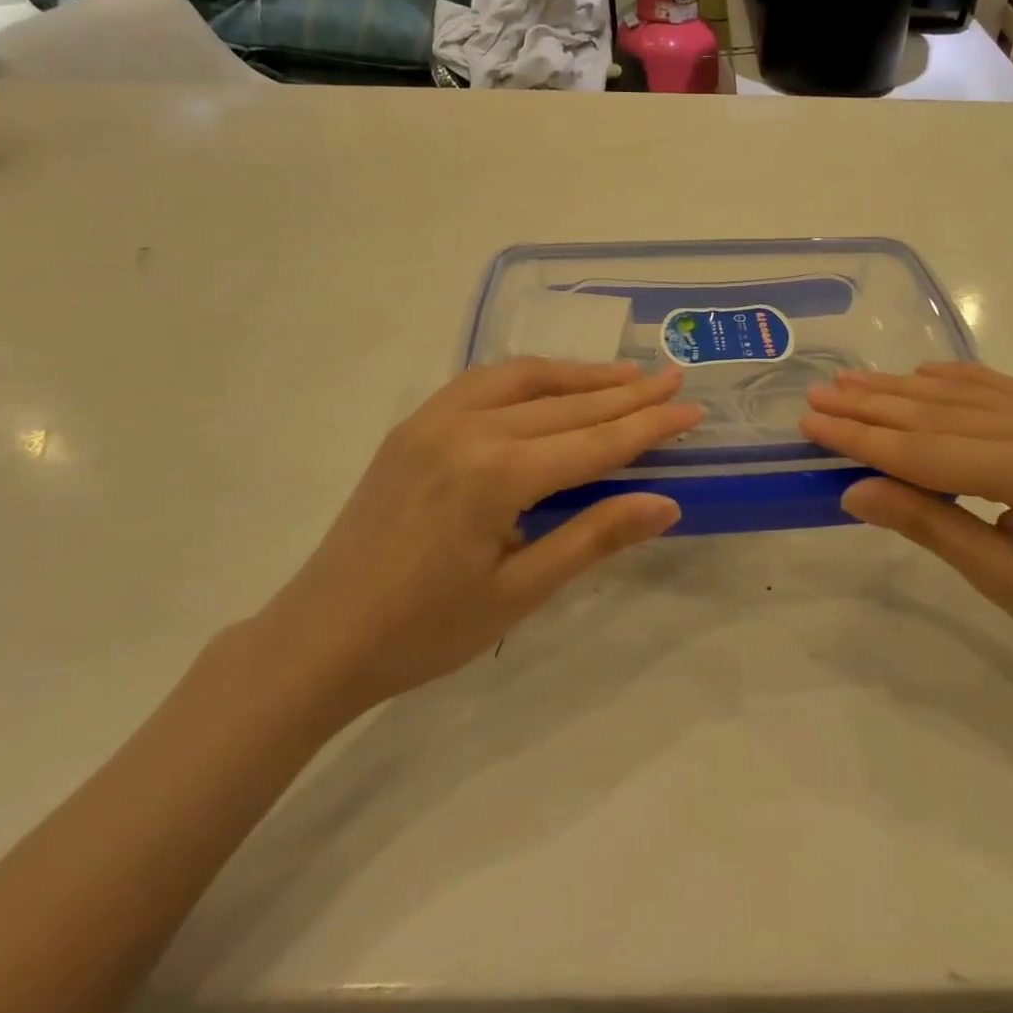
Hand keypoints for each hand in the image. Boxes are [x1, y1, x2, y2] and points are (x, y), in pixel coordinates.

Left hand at [255, 359, 702, 721]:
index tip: (692, 408)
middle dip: (626, 394)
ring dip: (580, 375)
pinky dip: (529, 376)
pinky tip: (550, 383)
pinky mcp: (414, 424)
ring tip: (626, 375)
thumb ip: (594, 537)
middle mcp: (467, 428)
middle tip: (673, 379)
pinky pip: (483, 382)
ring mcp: (434, 419)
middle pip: (566, 405)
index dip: (649, 427)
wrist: (320, 637)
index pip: (595, 442)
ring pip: (524, 379)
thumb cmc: (425, 630)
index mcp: (497, 474)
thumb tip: (666, 503)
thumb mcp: (520, 592)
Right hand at [802, 363, 1012, 699]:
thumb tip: (853, 490)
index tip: (811, 423)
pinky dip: (956, 382)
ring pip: (966, 399)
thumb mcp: (1002, 582)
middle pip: (941, 414)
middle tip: (817, 396)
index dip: (863, 438)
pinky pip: (1000, 395)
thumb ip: (928, 524)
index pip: (928, 450)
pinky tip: (922, 373)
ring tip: (850, 382)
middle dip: (872, 406)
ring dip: (903, 390)